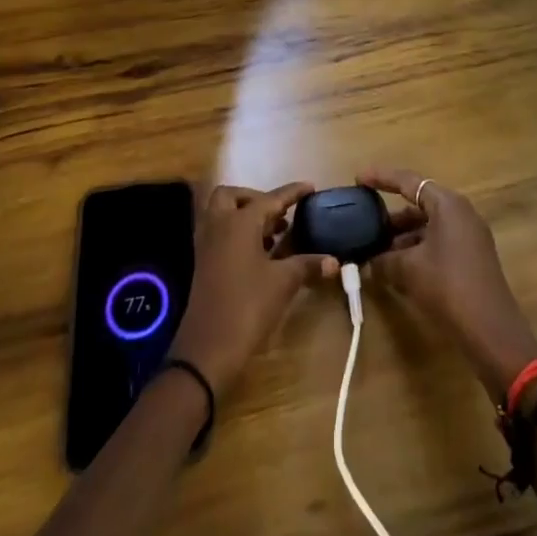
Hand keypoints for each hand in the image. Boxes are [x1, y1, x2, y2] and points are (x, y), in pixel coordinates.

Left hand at [167, 182, 337, 397]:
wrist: (207, 349)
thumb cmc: (248, 307)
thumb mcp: (282, 283)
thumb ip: (307, 265)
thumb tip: (333, 260)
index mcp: (240, 221)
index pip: (271, 198)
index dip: (292, 192)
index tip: (310, 186)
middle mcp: (219, 224)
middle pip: (233, 196)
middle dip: (256, 198)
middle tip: (279, 214)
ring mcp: (207, 244)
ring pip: (223, 213)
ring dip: (245, 215)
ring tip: (274, 233)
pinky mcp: (203, 263)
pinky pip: (219, 233)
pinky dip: (237, 233)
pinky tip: (258, 254)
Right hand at [360, 168, 536, 401]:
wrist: (492, 332)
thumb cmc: (448, 286)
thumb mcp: (408, 270)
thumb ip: (383, 261)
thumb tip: (366, 263)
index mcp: (447, 204)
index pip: (408, 181)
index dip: (381, 178)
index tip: (359, 180)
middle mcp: (461, 213)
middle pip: (419, 204)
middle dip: (391, 216)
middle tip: (366, 223)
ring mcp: (470, 236)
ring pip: (428, 226)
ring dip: (403, 238)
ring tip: (377, 252)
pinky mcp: (472, 258)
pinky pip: (438, 243)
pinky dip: (417, 250)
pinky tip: (398, 269)